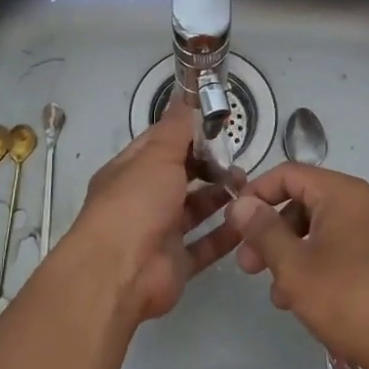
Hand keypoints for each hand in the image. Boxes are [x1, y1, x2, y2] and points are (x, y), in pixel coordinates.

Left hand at [61, 103, 242, 321]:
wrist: (119, 273)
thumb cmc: (135, 204)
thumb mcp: (156, 155)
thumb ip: (176, 127)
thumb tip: (185, 94)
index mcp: (130, 171)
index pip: (161, 143)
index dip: (188, 133)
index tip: (219, 126)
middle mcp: (142, 200)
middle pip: (180, 177)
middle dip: (209, 167)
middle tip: (238, 161)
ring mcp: (159, 233)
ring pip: (194, 210)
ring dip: (220, 198)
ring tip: (248, 188)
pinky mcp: (176, 263)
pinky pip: (205, 245)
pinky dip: (225, 234)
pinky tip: (248, 221)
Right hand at [226, 165, 368, 368]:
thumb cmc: (349, 299)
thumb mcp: (294, 265)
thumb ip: (264, 231)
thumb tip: (240, 204)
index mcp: (342, 193)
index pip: (288, 174)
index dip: (255, 194)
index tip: (233, 224)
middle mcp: (361, 204)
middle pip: (303, 202)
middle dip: (270, 231)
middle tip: (247, 265)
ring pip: (318, 230)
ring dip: (289, 254)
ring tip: (276, 293)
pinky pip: (337, 250)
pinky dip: (313, 266)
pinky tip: (301, 301)